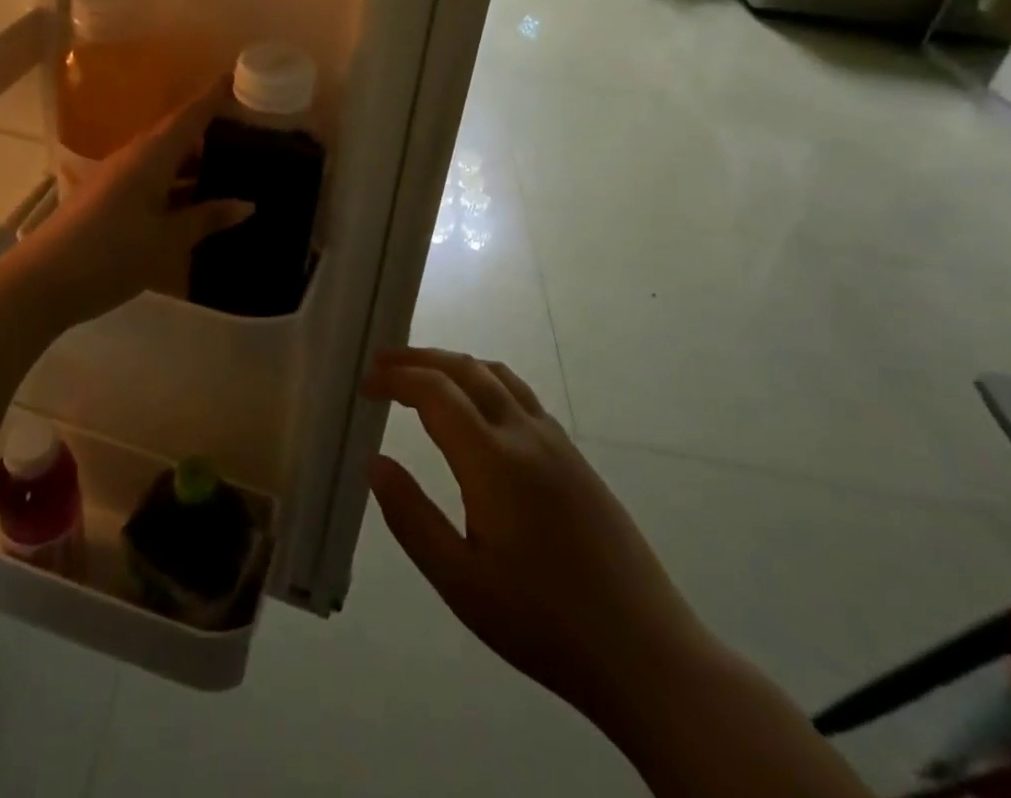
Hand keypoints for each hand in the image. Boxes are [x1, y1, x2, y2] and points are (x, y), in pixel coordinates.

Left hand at [13, 78, 251, 326]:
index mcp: (150, 157)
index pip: (188, 117)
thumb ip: (206, 219)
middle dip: (206, 127)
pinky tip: (190, 199)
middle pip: (175, 134)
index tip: (236, 76)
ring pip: (161, 158)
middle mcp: (133, 158)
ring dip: (190, 159)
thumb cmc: (110, 255)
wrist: (41, 281)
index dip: (212, 96)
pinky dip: (174, 181)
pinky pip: (149, 178)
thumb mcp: (166, 241)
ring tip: (226, 164)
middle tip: (243, 128)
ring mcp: (115, 178)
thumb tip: (246, 204)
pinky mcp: (105, 199)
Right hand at [365, 347, 710, 734]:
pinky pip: (520, 395)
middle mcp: (525, 434)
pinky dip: (485, 382)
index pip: (435, 391)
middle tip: (382, 362)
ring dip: (454, 364)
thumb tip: (374, 463)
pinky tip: (476, 410)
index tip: (364, 385)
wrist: (646, 652)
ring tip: (422, 374)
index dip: (396, 378)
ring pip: (497, 375)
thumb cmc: (543, 623)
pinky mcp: (575, 457)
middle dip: (420, 358)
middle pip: (466, 369)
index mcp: (493, 460)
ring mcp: (556, 442)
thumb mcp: (461, 583)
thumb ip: (412, 518)